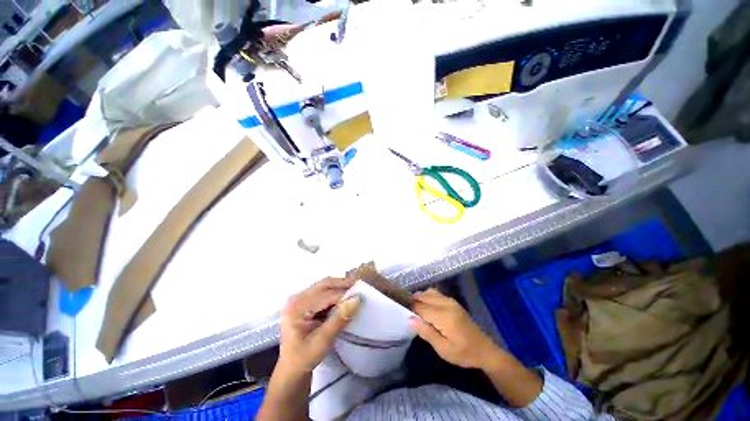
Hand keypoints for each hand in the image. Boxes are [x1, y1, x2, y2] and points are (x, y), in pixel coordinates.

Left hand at [278, 277, 360, 373]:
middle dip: (343, 283)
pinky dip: (335, 293)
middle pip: (324, 284)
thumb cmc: (303, 359)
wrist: (290, 370)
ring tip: (355, 290)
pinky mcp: (304, 302)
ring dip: (340, 287)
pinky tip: (344, 298)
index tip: (361, 294)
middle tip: (360, 284)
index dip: (344, 293)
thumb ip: (339, 319)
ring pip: (324, 286)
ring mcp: (299, 299)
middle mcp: (297, 298)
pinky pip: (322, 292)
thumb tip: (356, 300)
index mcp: (297, 307)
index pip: (326, 294)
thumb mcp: (322, 342)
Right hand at [409, 289, 498, 369]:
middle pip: (424, 296)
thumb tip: (409, 320)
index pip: (420, 307)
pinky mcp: (453, 302)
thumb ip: (426, 333)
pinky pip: (436, 293)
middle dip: (414, 301)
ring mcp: (451, 301)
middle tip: (406, 311)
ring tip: (415, 309)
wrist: (484, 350)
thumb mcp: (443, 349)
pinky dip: (428, 296)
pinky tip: (426, 306)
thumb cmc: (463, 353)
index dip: (410, 309)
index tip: (401, 311)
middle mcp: (446, 304)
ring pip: (429, 292)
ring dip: (420, 298)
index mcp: (444, 316)